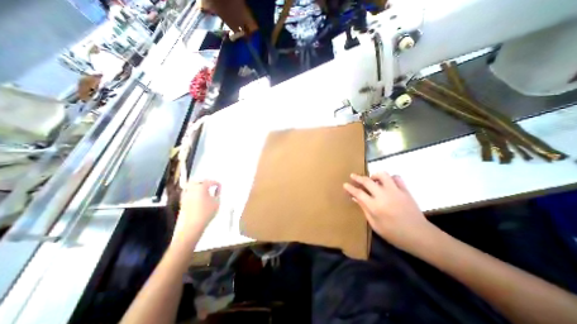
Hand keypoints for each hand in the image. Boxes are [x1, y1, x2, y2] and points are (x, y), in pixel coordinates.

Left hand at [171, 179, 220, 253]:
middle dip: (206, 182)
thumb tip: (217, 189)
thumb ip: (218, 194)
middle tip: (212, 186)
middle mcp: (192, 189)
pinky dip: (193, 192)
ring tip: (205, 191)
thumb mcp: (217, 203)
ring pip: (191, 186)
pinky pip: (188, 192)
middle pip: (198, 181)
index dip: (217, 183)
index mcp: (201, 187)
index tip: (220, 187)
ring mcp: (185, 195)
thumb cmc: (206, 213)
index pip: (210, 181)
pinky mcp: (182, 202)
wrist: (191, 226)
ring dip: (198, 186)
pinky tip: (198, 197)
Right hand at [342, 172, 432, 249]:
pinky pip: (397, 178)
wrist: (420, 236)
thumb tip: (356, 199)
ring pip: (383, 175)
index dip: (350, 188)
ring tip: (372, 179)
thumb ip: (365, 209)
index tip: (345, 184)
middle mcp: (383, 196)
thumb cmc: (394, 234)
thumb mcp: (375, 225)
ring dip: (374, 175)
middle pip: (367, 181)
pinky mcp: (405, 191)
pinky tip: (388, 182)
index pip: (359, 193)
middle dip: (358, 177)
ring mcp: (395, 191)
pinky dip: (390, 178)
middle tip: (352, 176)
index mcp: (375, 206)